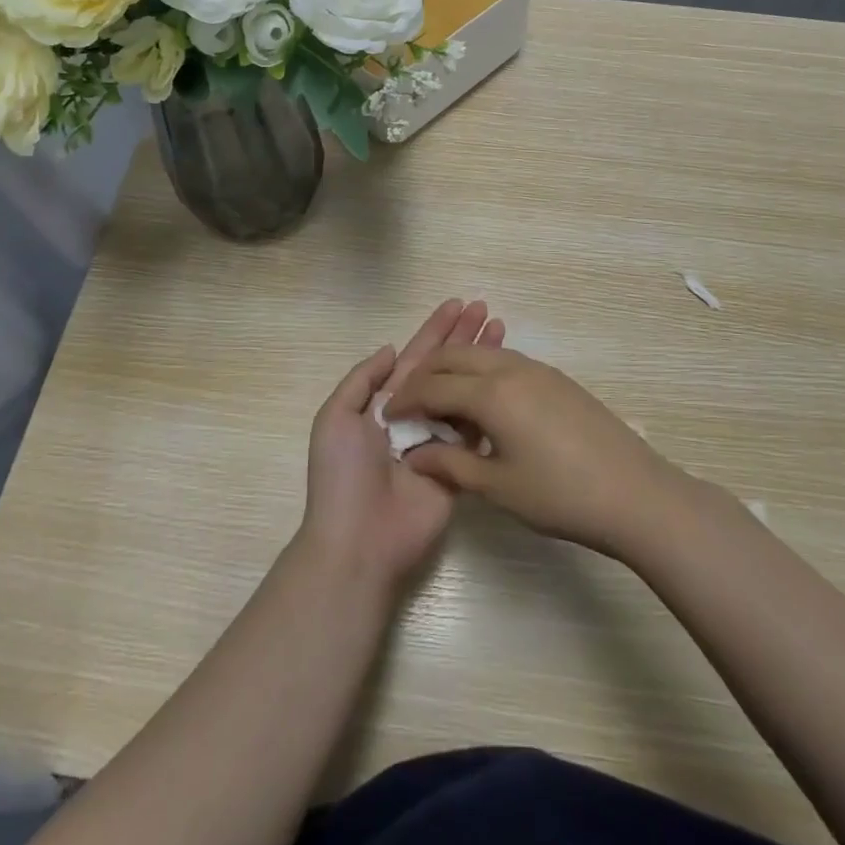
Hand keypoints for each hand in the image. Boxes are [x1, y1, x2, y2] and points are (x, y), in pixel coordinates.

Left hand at [298, 300, 504, 589]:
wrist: (359, 540)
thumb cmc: (343, 476)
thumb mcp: (336, 418)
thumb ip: (363, 379)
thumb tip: (392, 348)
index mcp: (383, 403)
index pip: (416, 357)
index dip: (436, 330)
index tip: (458, 304)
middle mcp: (414, 416)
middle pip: (445, 368)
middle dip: (463, 337)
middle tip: (486, 308)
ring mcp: (438, 441)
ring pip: (465, 392)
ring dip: (482, 363)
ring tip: (502, 331)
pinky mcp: (459, 466)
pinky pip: (476, 430)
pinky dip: (491, 404)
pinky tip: (509, 381)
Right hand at [390, 346, 682, 556]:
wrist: (634, 493)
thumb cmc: (560, 495)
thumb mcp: (498, 486)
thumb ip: (450, 464)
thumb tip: (414, 454)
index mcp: (492, 393)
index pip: (433, 385)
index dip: (407, 399)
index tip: (390, 417)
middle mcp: (511, 369)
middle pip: (455, 357)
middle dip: (426, 374)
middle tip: (410, 402)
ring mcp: (539, 370)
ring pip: (483, 355)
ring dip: (455, 369)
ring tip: (442, 400)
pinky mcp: (558, 379)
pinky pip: (507, 362)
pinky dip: (482, 372)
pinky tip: (483, 402)